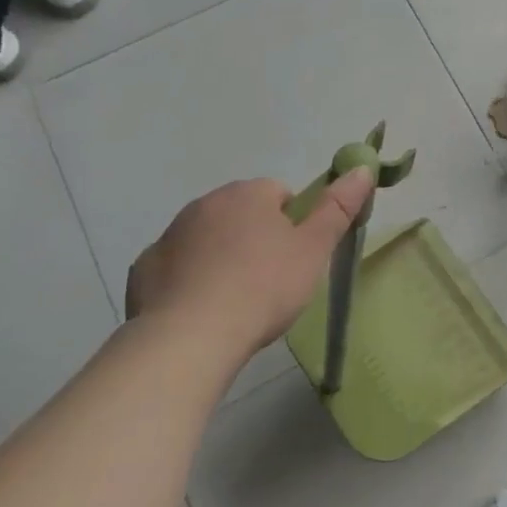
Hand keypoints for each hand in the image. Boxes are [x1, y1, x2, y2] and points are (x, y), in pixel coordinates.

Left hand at [125, 169, 374, 360]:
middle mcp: (204, 204)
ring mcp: (169, 236)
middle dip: (256, 239)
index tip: (295, 257)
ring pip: (207, 239)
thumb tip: (363, 168)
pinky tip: (201, 312)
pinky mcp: (143, 270)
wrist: (189, 338)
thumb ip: (338, 207)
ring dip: (222, 258)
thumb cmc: (262, 287)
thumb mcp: (314, 249)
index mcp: (246, 194)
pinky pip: (176, 268)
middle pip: (241, 214)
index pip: (279, 194)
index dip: (293, 224)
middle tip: (271, 280)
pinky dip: (189, 282)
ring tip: (236, 301)